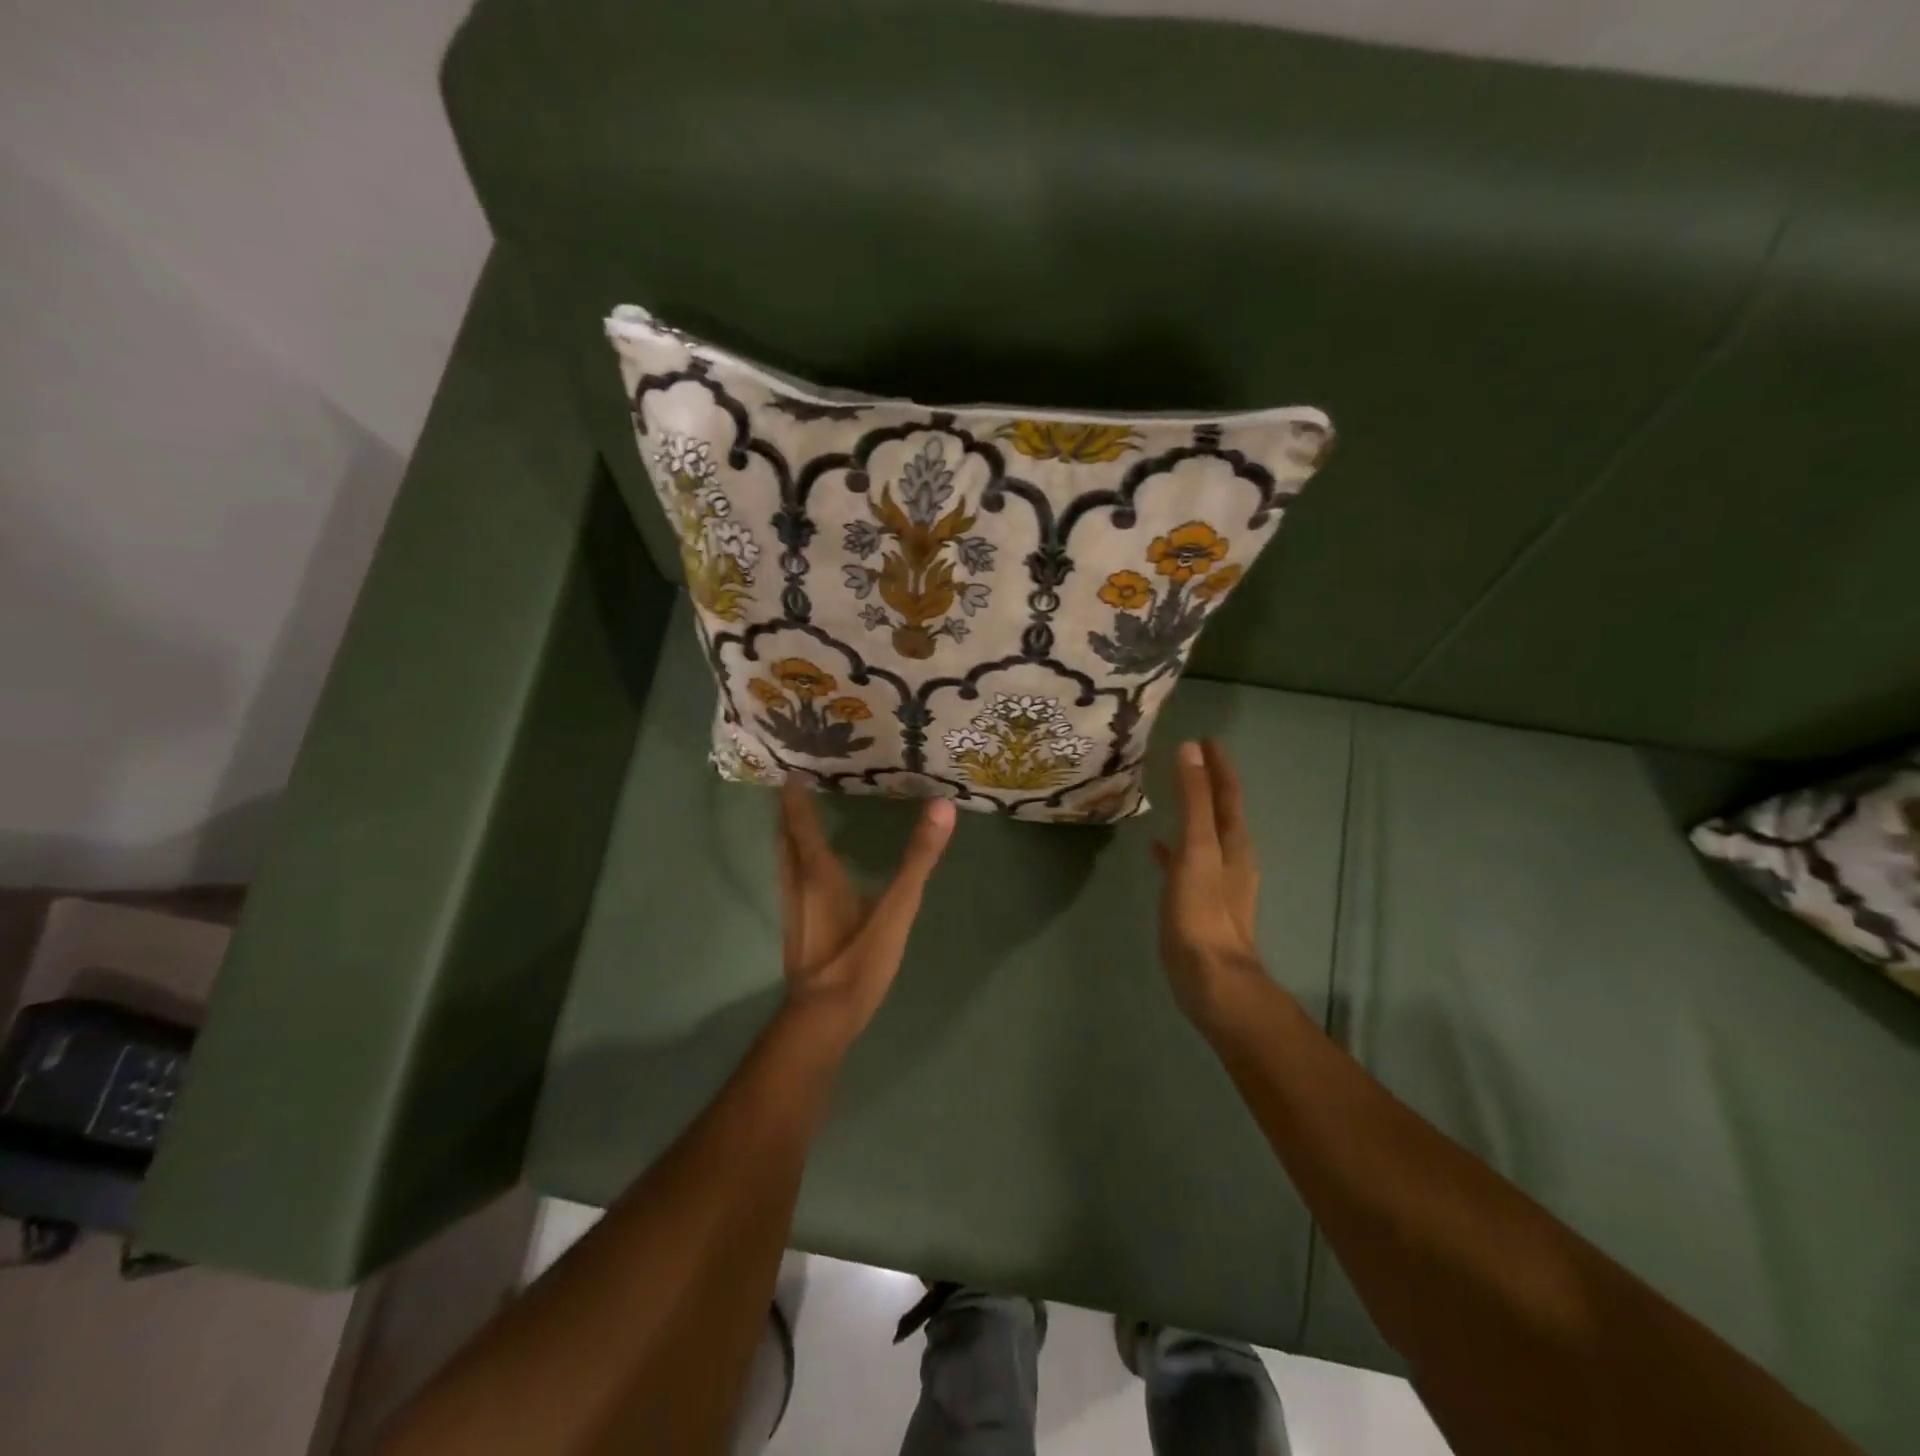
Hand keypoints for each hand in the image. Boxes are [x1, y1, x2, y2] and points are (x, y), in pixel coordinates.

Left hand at [776, 780, 955, 1046]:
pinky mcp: (796, 929)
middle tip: (790, 785)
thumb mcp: (897, 908)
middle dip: (785, 811)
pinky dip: (793, 859)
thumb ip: (919, 859)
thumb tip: (942, 807)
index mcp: (817, 873)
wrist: (823, 1018)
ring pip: (783, 861)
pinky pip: (789, 879)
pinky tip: (808, 871)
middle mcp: (797, 884)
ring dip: (786, 835)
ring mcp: (792, 909)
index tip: (791, 769)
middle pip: (784, 838)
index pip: (801, 824)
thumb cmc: (858, 959)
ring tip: (795, 817)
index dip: (795, 796)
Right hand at [1153, 740, 1264, 1024]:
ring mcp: (1216, 883)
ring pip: (1205, 837)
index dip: (1218, 766)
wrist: (1211, 978)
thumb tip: (1192, 749)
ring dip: (1193, 814)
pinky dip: (1174, 850)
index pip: (1228, 794)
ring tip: (1170, 796)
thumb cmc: (1202, 911)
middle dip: (1208, 785)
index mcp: (1234, 843)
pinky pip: (1187, 864)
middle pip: (1222, 812)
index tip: (1206, 740)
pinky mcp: (1198, 903)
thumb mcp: (1197, 849)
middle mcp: (1231, 858)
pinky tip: (1156, 849)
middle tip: (1188, 760)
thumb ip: (1194, 800)